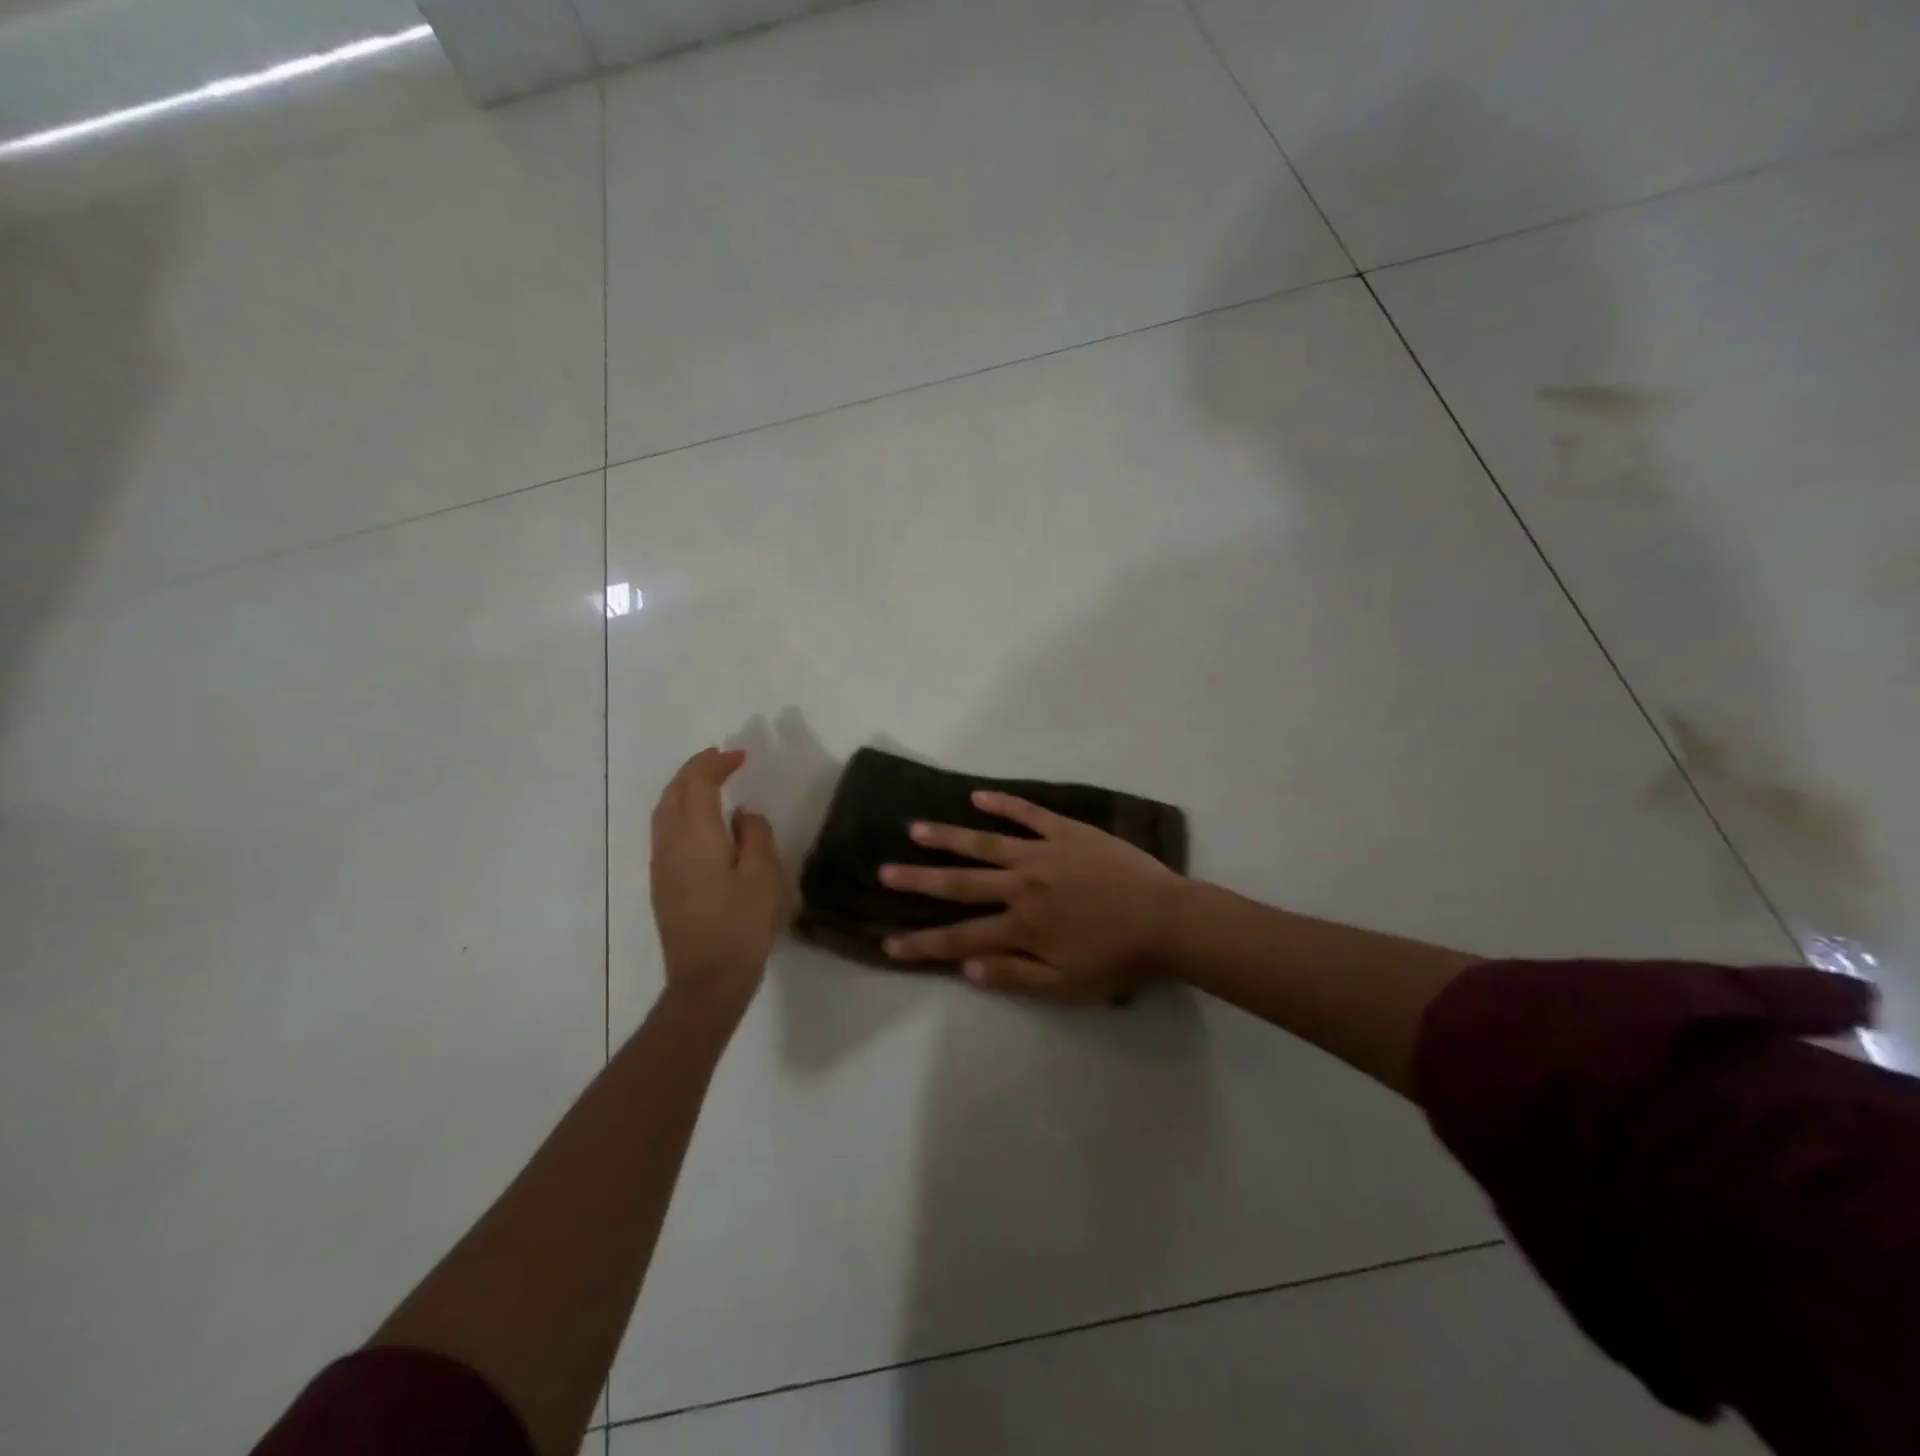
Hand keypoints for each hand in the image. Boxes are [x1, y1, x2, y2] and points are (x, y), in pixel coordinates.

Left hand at [649, 747, 786, 1014]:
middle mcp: (670, 843)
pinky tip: (700, 821)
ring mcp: (661, 864)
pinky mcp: (662, 883)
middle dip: (695, 770)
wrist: (707, 979)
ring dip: (684, 789)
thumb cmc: (742, 924)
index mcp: (695, 835)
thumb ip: (756, 835)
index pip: (698, 783)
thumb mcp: (764, 875)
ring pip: (664, 811)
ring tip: (708, 782)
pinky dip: (680, 811)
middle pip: (674, 792)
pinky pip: (665, 830)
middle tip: (721, 759)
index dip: (716, 764)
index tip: (739, 756)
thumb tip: (743, 815)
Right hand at [879, 791, 1183, 1001]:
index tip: (888, 944)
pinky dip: (1002, 804)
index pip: (960, 938)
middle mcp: (1021, 886)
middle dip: (918, 880)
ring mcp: (1042, 853)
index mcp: (1020, 926)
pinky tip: (977, 796)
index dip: (922, 944)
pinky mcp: (1066, 831)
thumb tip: (968, 969)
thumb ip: (1015, 976)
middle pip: (960, 883)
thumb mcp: (1066, 985)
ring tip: (915, 829)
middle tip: (883, 872)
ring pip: (984, 842)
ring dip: (948, 837)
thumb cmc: (1118, 958)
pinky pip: (1028, 813)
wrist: (1167, 919)